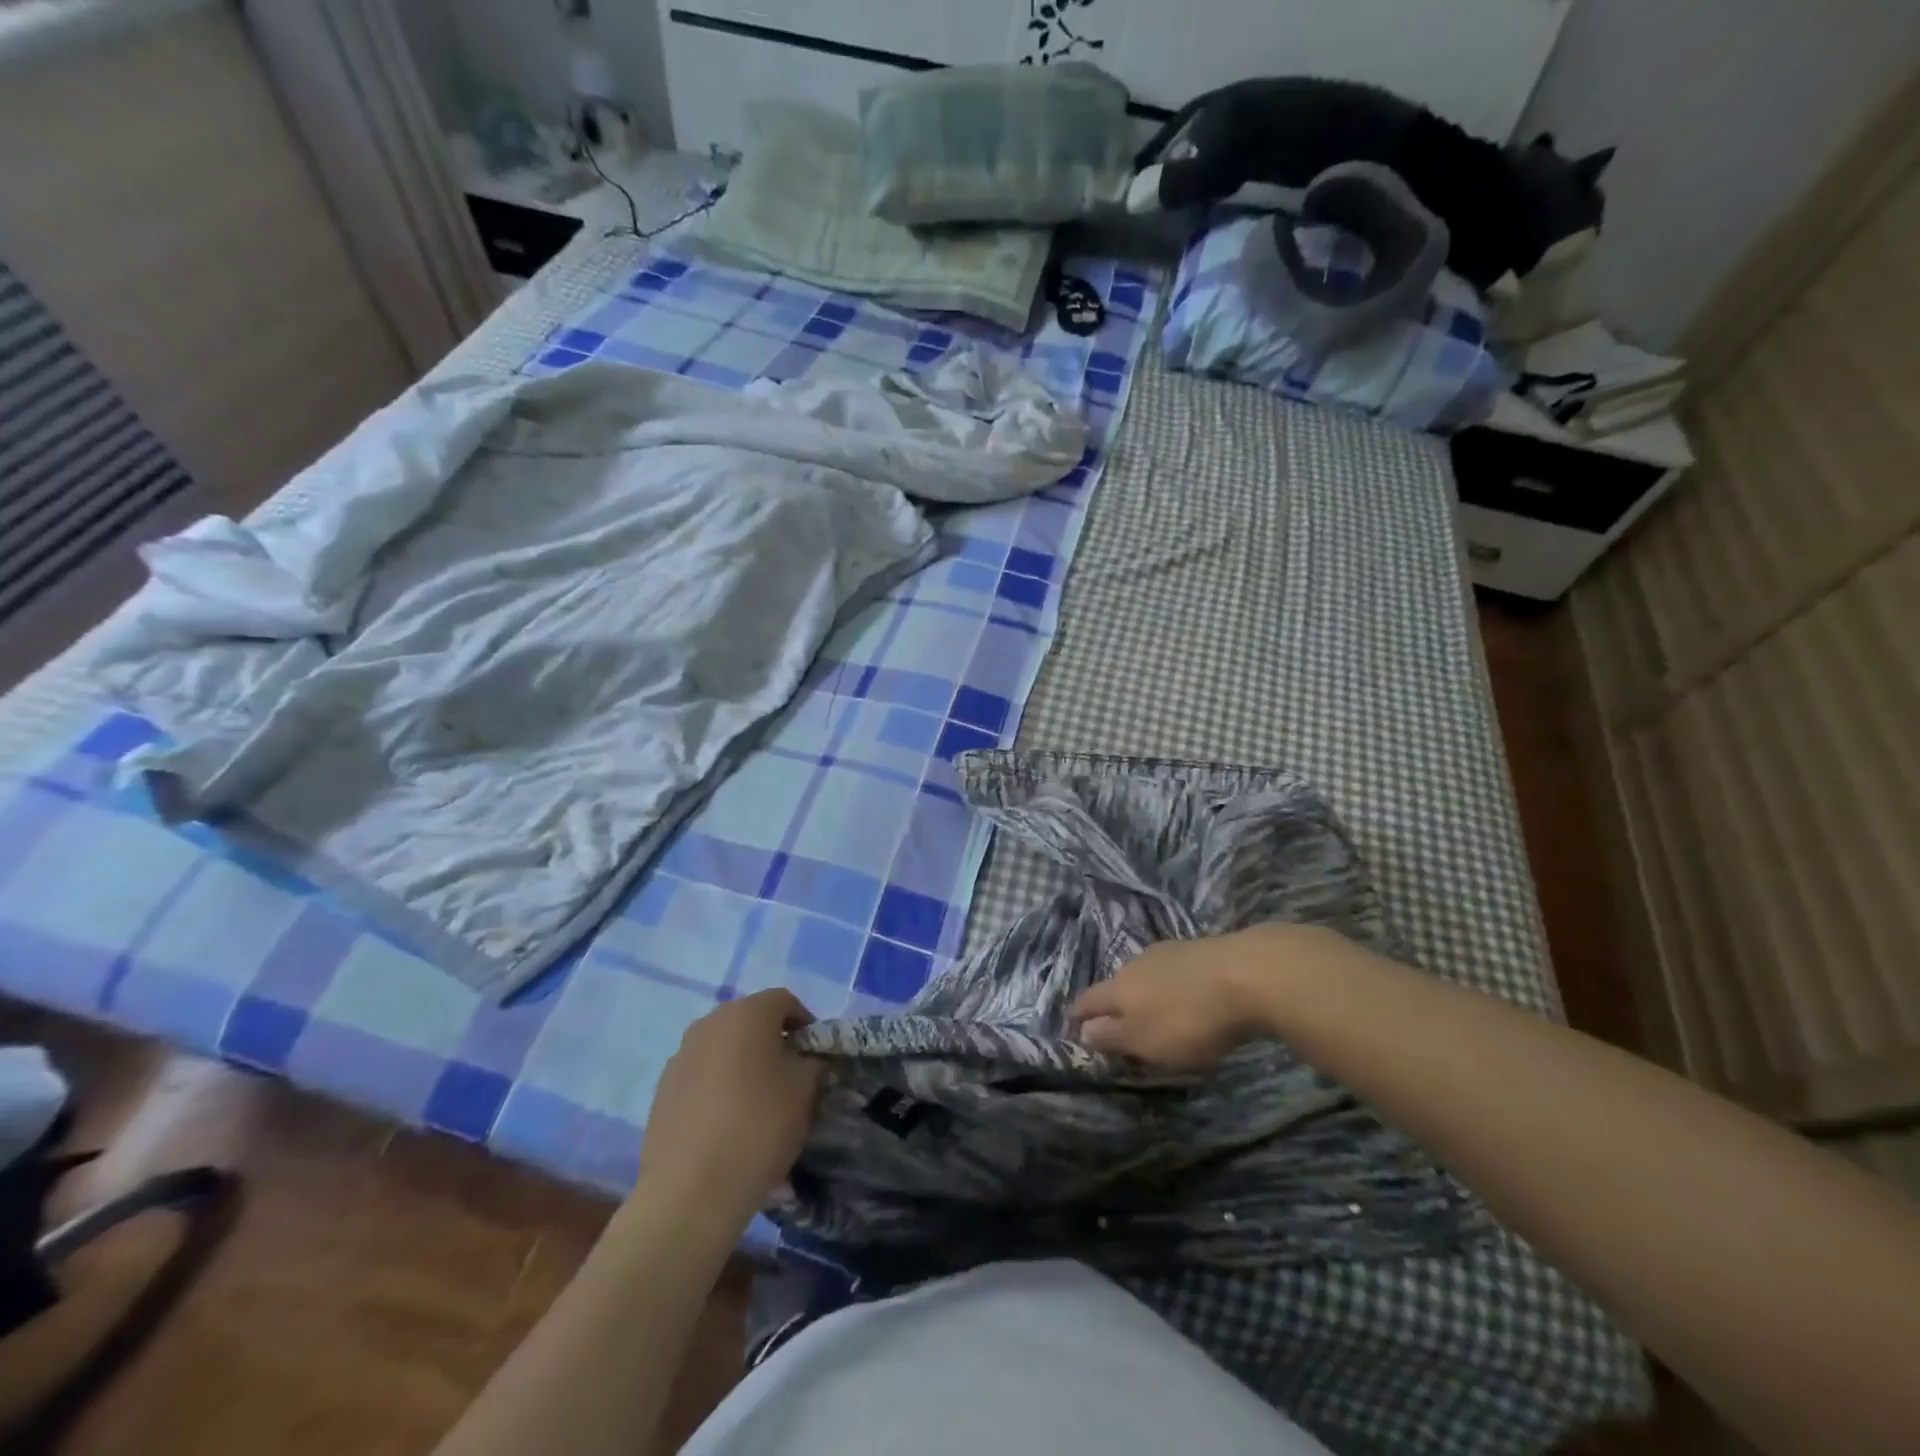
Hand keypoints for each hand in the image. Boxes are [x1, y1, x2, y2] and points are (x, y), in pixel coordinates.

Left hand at [638, 989, 823, 1215]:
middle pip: (751, 1022)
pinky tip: (727, 1125)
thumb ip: (812, 1062)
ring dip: (743, 1065)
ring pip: (724, 1049)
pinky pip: (701, 1076)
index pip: (785, 1001)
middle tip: (790, 1080)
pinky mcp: (662, 1090)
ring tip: (757, 1106)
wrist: (690, 1191)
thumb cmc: (759, 1126)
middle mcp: (709, 1023)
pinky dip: (718, 1088)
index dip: (806, 1025)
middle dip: (773, 1044)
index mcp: (746, 1012)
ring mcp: (680, 1056)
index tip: (815, 1057)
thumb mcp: (806, 1089)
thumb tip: (806, 1059)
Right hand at [1069, 924, 1331, 1067]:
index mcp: (1120, 987)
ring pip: (1146, 975)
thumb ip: (1114, 1037)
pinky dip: (1171, 987)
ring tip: (1151, 1011)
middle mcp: (1138, 963)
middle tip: (1115, 1023)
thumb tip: (1084, 1031)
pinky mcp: (1200, 950)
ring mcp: (1170, 952)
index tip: (1070, 1024)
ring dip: (1144, 993)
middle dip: (1113, 1003)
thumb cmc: (1190, 1018)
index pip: (1088, 1000)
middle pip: (1117, 985)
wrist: (1249, 972)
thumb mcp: (1147, 1040)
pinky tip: (1184, 996)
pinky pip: (1174, 972)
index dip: (1078, 1015)